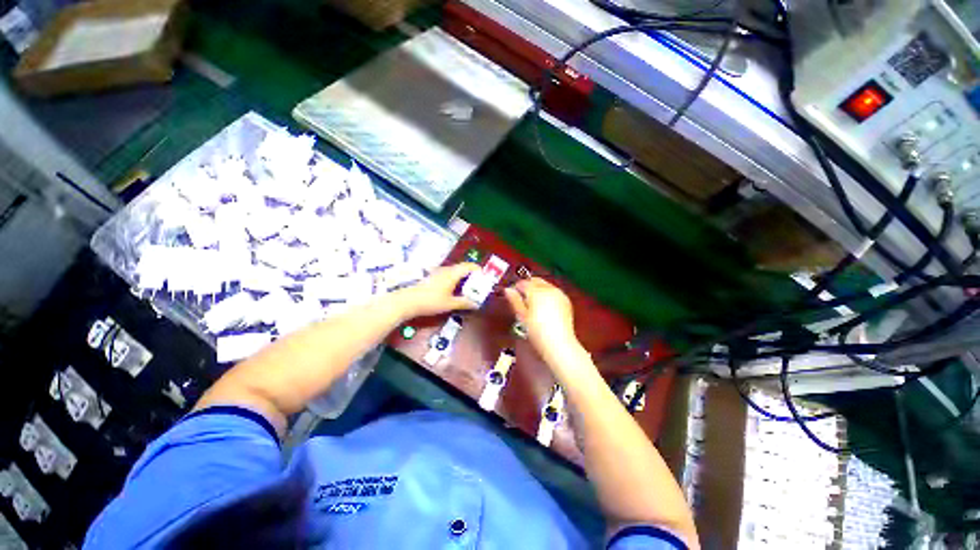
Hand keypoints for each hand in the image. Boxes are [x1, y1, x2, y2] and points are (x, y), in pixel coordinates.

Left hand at [393, 263, 481, 319]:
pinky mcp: (433, 277)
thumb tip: (476, 304)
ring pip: (456, 271)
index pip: (470, 266)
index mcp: (453, 273)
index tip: (485, 279)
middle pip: (463, 268)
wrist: (408, 301)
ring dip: (464, 278)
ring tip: (468, 290)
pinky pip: (449, 275)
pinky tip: (455, 291)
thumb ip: (464, 302)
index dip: (479, 270)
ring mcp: (439, 272)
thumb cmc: (431, 301)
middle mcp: (447, 269)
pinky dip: (456, 280)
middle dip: (473, 276)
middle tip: (478, 287)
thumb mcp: (450, 304)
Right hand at [504, 278, 584, 362]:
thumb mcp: (522, 316)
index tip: (512, 295)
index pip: (522, 283)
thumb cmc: (536, 331)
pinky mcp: (566, 300)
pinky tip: (544, 306)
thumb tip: (507, 290)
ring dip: (537, 289)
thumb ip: (515, 300)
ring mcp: (559, 293)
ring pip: (545, 284)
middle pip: (535, 280)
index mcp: (536, 292)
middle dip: (527, 285)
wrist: (558, 343)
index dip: (516, 287)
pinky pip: (554, 291)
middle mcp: (548, 289)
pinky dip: (547, 294)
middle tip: (522, 298)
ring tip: (533, 303)